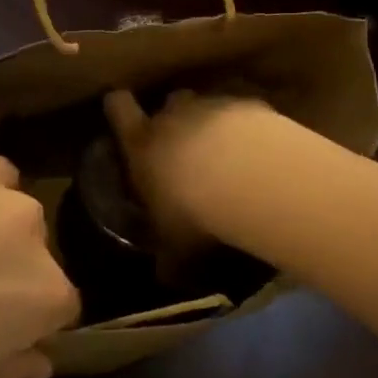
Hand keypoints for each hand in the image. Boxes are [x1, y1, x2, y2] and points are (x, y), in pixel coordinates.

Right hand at [103, 89, 279, 259]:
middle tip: (186, 145)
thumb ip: (169, 256)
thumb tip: (166, 276)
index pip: (118, 108)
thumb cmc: (193, 211)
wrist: (247, 176)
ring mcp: (212, 105)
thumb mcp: (175, 246)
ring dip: (214, 123)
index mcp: (141, 143)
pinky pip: (244, 111)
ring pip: (208, 104)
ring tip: (228, 152)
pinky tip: (259, 150)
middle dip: (176, 117)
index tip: (122, 111)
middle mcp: (173, 115)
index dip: (119, 108)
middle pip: (169, 101)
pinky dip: (248, 126)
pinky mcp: (250, 104)